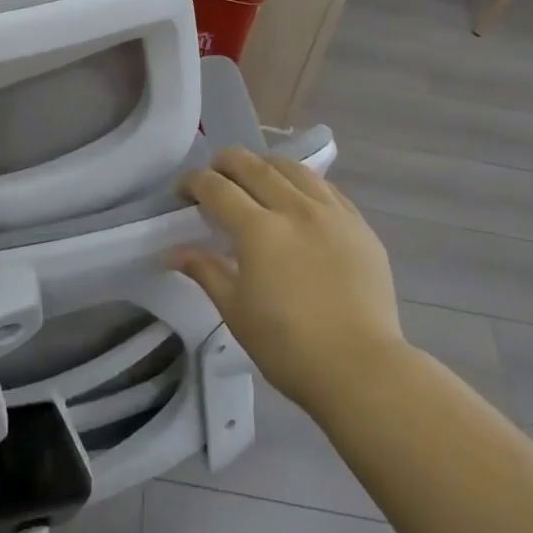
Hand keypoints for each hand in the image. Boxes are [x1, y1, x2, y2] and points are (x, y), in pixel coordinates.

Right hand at [171, 149, 406, 416]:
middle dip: (225, 164)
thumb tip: (171, 252)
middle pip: (254, 166)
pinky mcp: (359, 225)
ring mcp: (332, 213)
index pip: (217, 188)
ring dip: (265, 165)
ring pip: (293, 168)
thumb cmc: (288, 346)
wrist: (361, 368)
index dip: (193, 183)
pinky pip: (326, 187)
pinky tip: (298, 198)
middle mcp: (295, 209)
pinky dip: (302, 183)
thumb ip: (205, 271)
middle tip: (214, 177)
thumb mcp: (236, 310)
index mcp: (259, 230)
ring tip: (256, 179)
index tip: (182, 192)